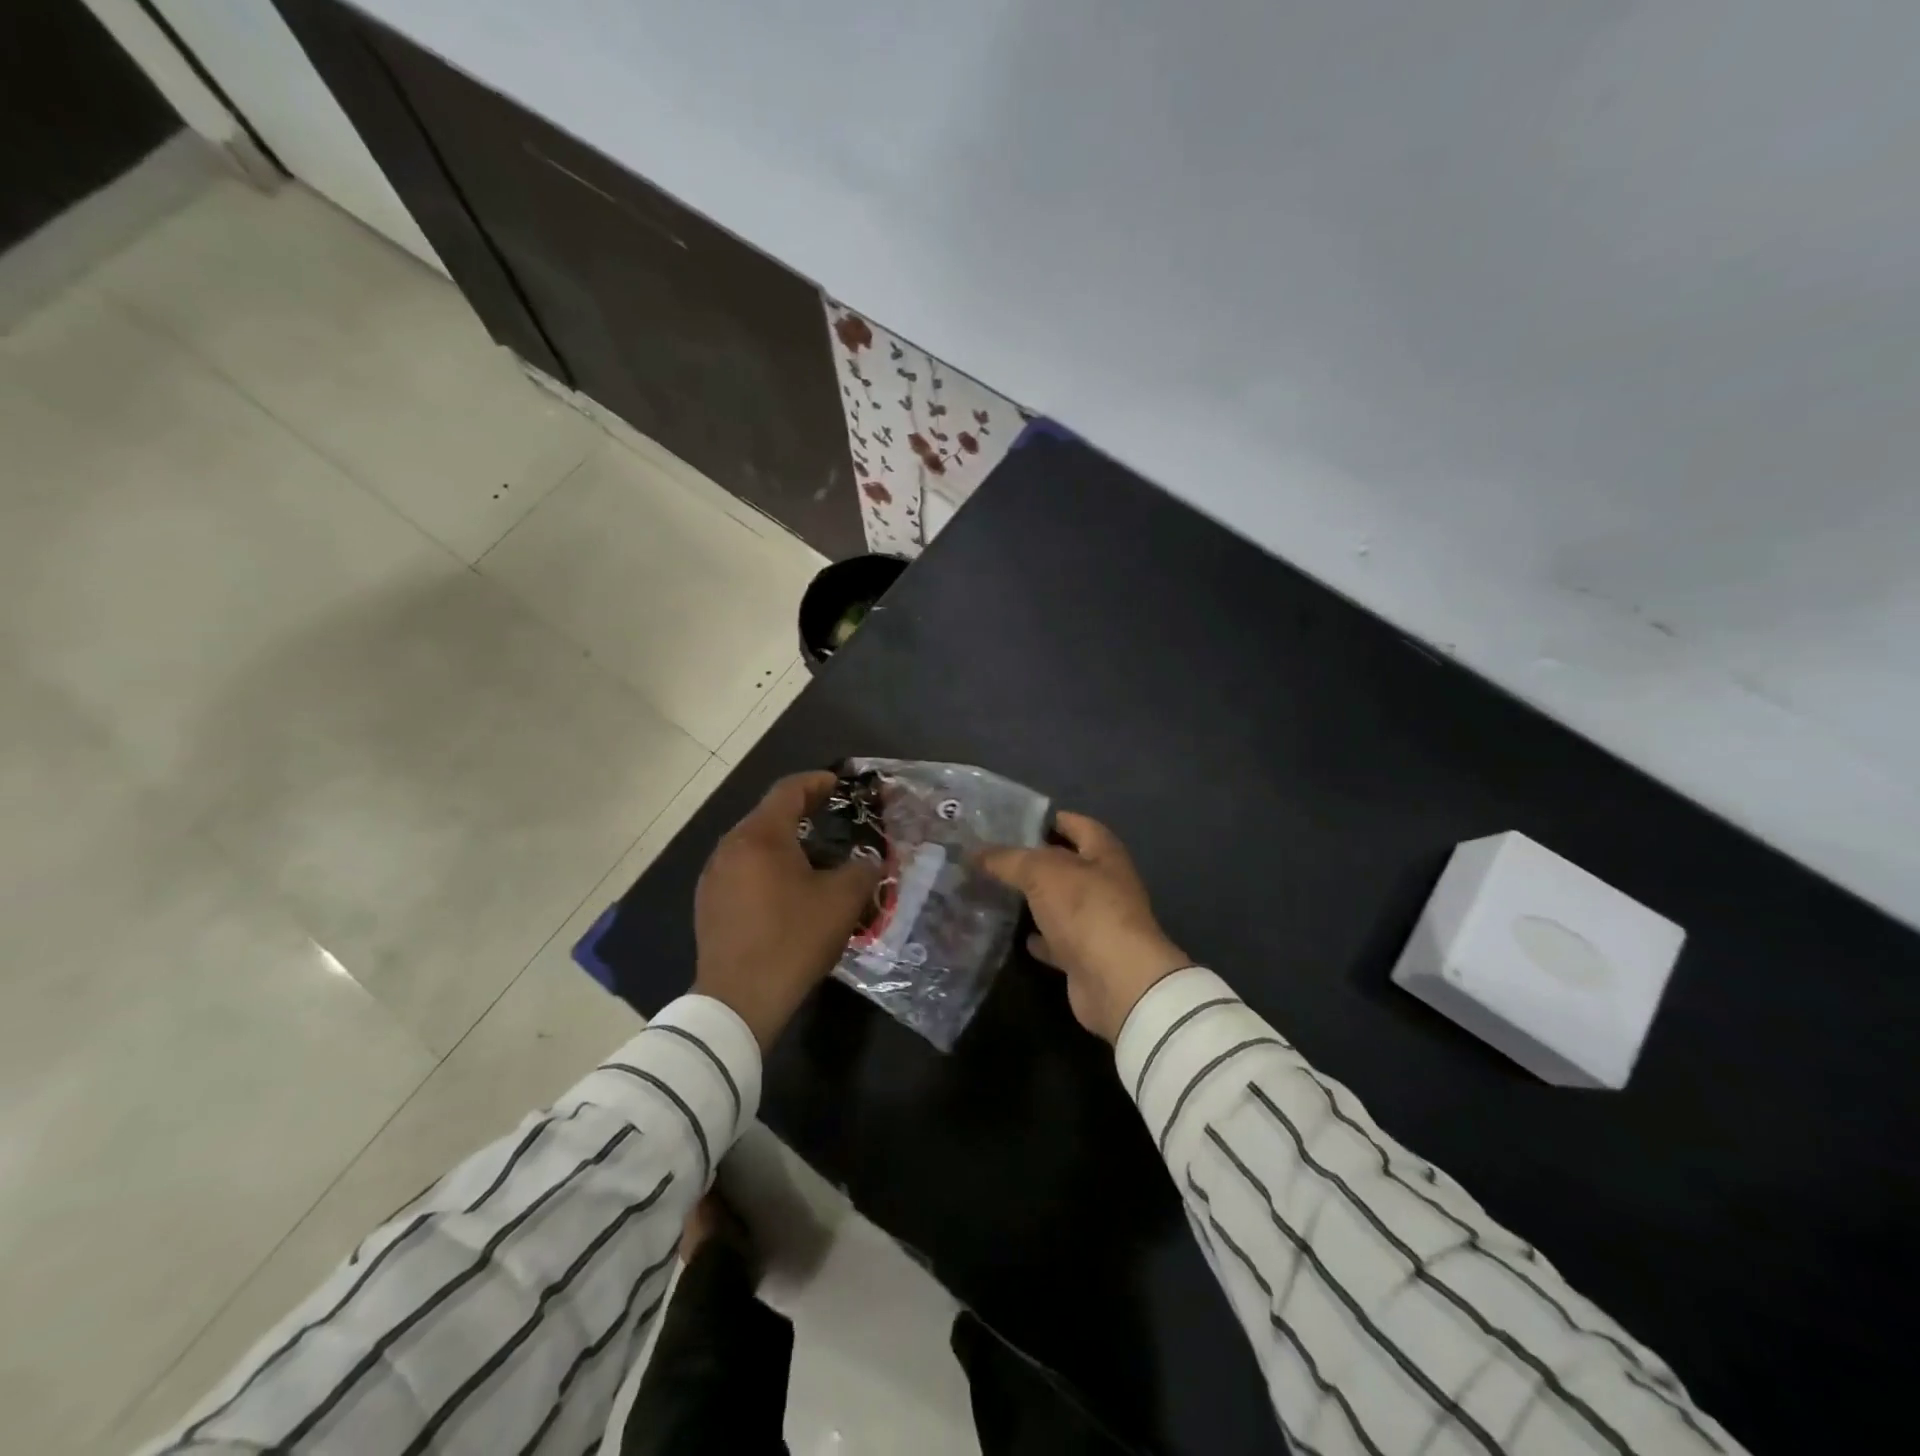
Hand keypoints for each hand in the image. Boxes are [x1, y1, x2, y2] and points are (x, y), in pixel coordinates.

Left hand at [693, 771, 881, 1049]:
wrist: (738, 1000)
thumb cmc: (793, 939)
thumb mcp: (842, 901)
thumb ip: (862, 869)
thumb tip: (867, 862)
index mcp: (761, 835)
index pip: (789, 790)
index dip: (817, 782)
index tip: (839, 784)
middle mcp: (731, 846)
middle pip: (769, 815)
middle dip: (802, 812)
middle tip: (832, 819)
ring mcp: (714, 876)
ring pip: (754, 844)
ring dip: (784, 842)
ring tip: (814, 856)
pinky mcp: (708, 903)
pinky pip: (742, 870)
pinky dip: (766, 867)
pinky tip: (786, 890)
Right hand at [979, 812, 1191, 1042]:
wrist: (1116, 980)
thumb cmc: (1085, 909)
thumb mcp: (1040, 871)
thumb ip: (1007, 859)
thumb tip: (975, 853)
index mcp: (1103, 853)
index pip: (1076, 824)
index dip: (1047, 819)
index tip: (1011, 821)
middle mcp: (1105, 883)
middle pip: (1066, 865)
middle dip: (1032, 861)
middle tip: (991, 857)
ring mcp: (1097, 922)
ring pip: (1060, 903)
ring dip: (1034, 899)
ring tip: (995, 891)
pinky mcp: (1086, 956)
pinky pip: (1057, 940)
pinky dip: (1039, 937)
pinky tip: (1014, 934)